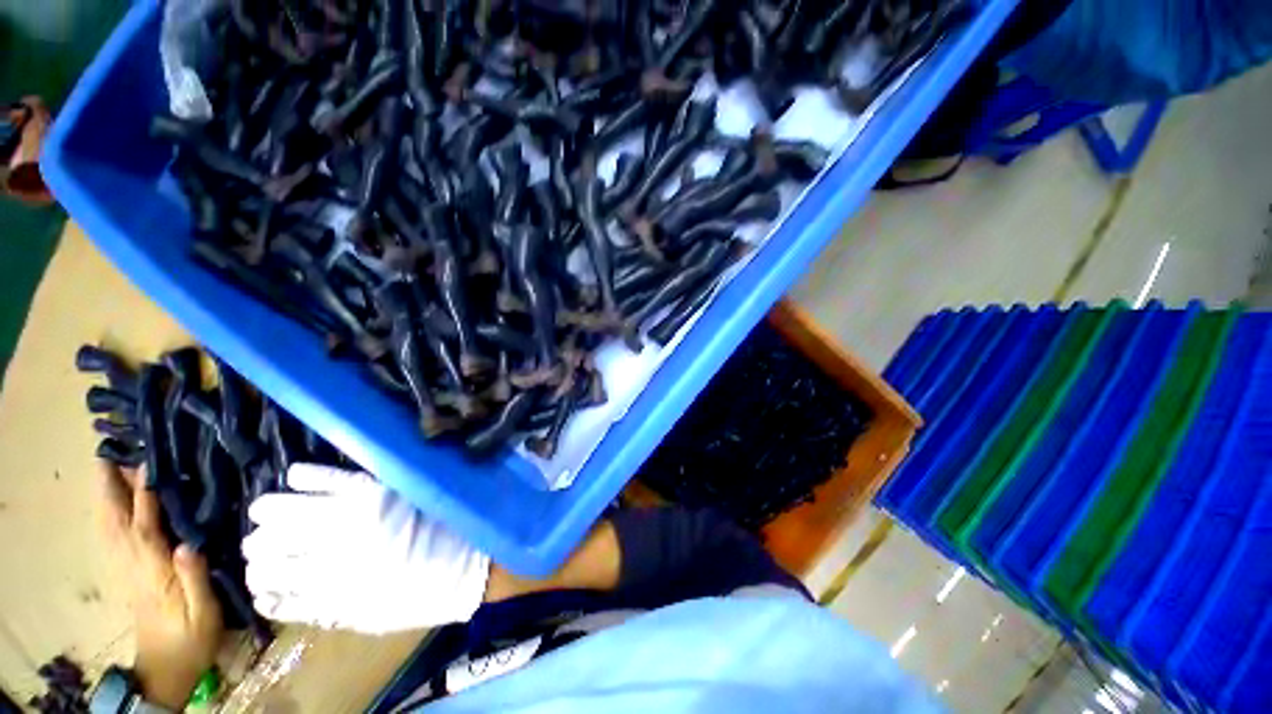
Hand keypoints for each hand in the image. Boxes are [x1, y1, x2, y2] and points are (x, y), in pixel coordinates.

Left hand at [98, 461, 222, 708]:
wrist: (167, 665)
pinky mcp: (125, 571)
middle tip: (111, 453)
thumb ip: (195, 578)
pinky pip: (110, 536)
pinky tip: (109, 502)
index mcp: (153, 571)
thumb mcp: (204, 612)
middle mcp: (132, 564)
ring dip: (105, 496)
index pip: (144, 526)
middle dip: (111, 488)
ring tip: (108, 468)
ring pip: (107, 526)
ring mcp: (124, 568)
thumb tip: (187, 543)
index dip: (144, 496)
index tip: (147, 463)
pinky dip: (106, 513)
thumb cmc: (192, 636)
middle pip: (116, 521)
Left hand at [243, 464, 490, 633]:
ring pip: (264, 570)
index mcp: (353, 503)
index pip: (279, 502)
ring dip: (262, 564)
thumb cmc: (430, 520)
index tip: (273, 508)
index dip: (268, 505)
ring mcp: (329, 577)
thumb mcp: (396, 489)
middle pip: (263, 536)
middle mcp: (334, 537)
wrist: (455, 565)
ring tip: (274, 563)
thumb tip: (296, 475)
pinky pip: (278, 605)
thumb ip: (347, 481)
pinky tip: (276, 590)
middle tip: (273, 535)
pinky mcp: (331, 609)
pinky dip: (268, 596)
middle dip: (261, 534)